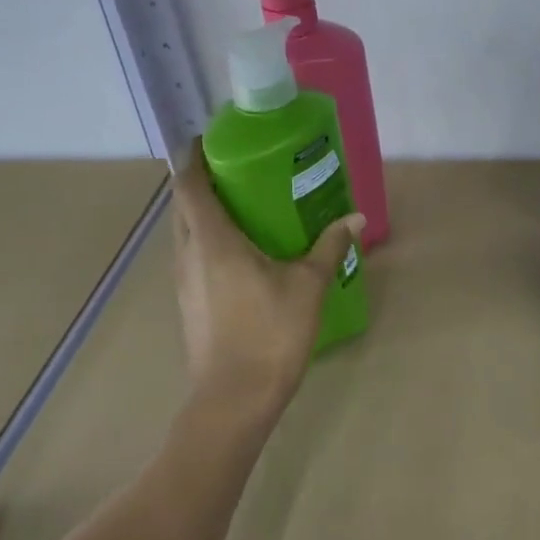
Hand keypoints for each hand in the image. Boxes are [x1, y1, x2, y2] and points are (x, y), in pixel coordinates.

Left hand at [170, 140, 364, 418]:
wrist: (234, 398)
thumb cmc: (271, 333)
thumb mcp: (309, 286)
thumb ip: (330, 247)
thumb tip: (357, 218)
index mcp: (212, 240)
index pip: (189, 183)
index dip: (195, 156)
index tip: (213, 140)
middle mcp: (188, 254)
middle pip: (183, 205)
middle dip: (203, 181)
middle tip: (240, 171)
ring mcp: (183, 282)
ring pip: (185, 232)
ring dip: (204, 213)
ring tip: (243, 207)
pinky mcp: (188, 303)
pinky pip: (192, 257)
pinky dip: (208, 241)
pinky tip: (242, 253)